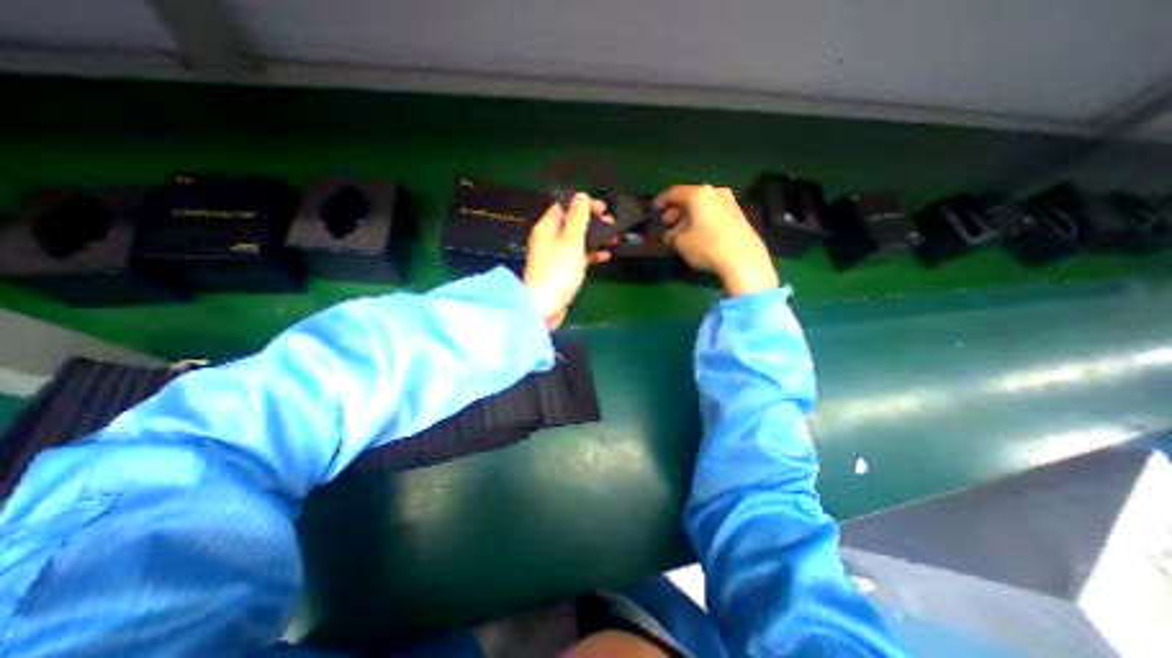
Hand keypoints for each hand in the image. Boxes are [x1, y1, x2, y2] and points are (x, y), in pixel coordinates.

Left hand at [524, 193, 613, 330]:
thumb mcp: (571, 241)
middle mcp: (549, 239)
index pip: (564, 206)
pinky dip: (590, 255)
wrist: (545, 307)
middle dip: (593, 222)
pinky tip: (605, 256)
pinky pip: (577, 257)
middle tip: (613, 224)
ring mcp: (555, 256)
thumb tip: (581, 195)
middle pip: (572, 223)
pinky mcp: (561, 272)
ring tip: (615, 239)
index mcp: (547, 228)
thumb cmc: (558, 272)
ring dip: (595, 239)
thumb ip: (578, 218)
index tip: (604, 208)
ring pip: (577, 241)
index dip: (583, 204)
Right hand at [650, 186, 776, 298]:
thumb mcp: (681, 243)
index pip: (674, 192)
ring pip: (703, 205)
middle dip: (676, 210)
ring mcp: (730, 202)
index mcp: (698, 194)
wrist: (743, 258)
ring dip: (689, 216)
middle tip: (667, 222)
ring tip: (681, 232)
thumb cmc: (707, 246)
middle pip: (690, 197)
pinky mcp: (739, 215)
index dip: (661, 200)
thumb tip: (671, 234)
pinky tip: (698, 234)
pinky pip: (713, 212)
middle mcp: (715, 192)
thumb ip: (672, 235)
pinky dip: (702, 219)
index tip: (654, 209)